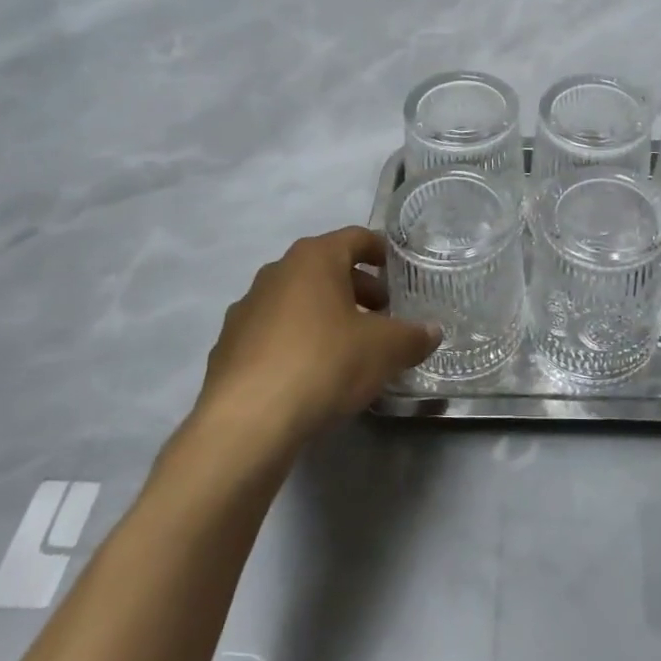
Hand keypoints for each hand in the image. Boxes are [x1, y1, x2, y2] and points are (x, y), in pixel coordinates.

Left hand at [193, 227, 440, 448]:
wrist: (246, 422)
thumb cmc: (324, 363)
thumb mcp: (384, 350)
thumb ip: (413, 337)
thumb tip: (433, 332)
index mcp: (314, 258)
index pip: (356, 238)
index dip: (381, 252)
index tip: (399, 272)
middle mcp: (276, 272)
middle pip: (326, 269)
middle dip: (358, 289)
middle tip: (383, 316)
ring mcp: (246, 309)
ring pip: (298, 301)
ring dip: (327, 315)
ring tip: (351, 348)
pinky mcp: (228, 347)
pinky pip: (274, 333)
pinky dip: (297, 342)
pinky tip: (313, 375)